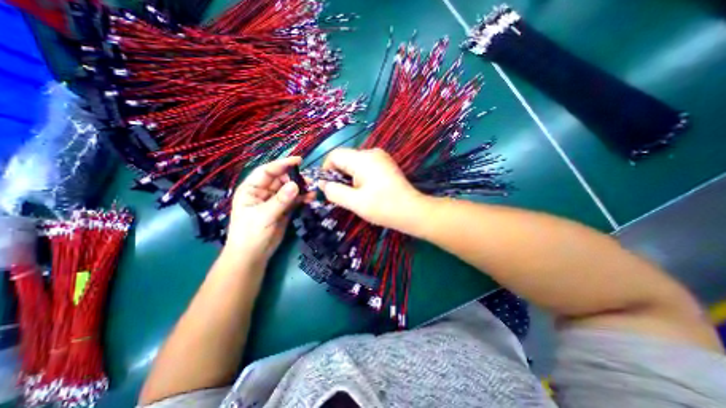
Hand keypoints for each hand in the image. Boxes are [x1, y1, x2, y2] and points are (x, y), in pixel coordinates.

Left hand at [226, 156, 305, 264]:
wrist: (253, 255)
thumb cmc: (251, 234)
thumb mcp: (264, 216)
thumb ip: (280, 200)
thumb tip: (296, 185)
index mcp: (252, 189)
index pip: (267, 171)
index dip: (282, 164)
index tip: (298, 160)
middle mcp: (263, 192)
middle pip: (281, 179)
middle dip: (295, 178)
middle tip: (310, 180)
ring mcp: (275, 201)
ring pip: (290, 189)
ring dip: (301, 188)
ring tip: (313, 188)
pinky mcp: (284, 209)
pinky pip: (295, 200)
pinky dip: (303, 198)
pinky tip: (311, 197)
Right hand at [319, 147, 426, 231]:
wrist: (412, 211)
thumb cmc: (383, 207)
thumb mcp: (355, 202)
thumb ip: (334, 191)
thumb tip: (322, 183)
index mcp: (363, 159)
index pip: (334, 155)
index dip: (326, 170)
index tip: (328, 187)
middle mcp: (372, 152)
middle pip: (345, 159)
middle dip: (339, 175)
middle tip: (343, 195)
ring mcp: (380, 157)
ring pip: (354, 163)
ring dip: (349, 177)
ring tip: (356, 195)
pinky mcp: (385, 164)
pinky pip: (364, 166)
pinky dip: (359, 177)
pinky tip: (365, 190)